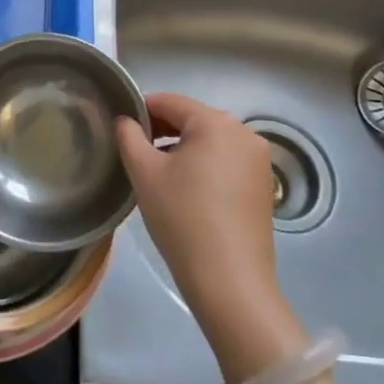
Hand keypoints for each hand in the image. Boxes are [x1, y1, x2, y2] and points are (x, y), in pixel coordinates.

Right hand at [116, 94, 306, 380]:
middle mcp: (243, 133)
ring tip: (158, 175)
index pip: (169, 102)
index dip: (140, 110)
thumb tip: (125, 120)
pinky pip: (226, 161)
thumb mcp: (144, 173)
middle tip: (135, 154)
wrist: (229, 281)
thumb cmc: (181, 218)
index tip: (120, 130)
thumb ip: (129, 137)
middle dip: (161, 131)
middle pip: (192, 119)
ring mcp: (258, 160)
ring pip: (210, 141)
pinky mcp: (263, 185)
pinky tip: (186, 192)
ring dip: (182, 149)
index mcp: (215, 122)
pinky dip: (204, 166)